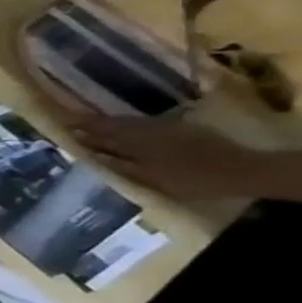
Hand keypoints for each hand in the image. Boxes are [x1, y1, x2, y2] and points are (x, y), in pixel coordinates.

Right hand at [67, 115, 259, 198]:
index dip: (81, 127)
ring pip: (129, 124)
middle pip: (115, 125)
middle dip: (91, 124)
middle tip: (68, 121)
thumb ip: (117, 163)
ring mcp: (167, 129)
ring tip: (89, 126)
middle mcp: (150, 131)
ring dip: (108, 124)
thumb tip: (87, 153)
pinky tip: (122, 132)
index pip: (102, 132)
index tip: (59, 124)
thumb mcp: (148, 177)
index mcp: (138, 142)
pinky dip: (127, 127)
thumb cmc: (191, 180)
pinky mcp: (180, 131)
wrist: (242, 171)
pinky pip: (144, 125)